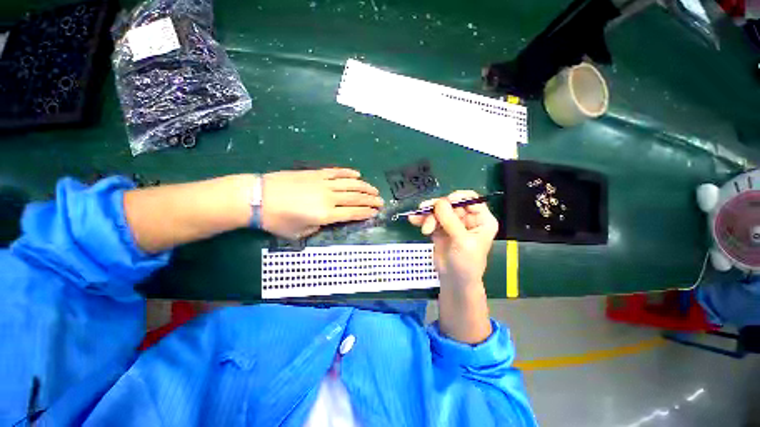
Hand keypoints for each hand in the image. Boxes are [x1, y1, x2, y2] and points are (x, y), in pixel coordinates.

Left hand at [262, 168, 383, 238]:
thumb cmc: (277, 220)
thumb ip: (318, 227)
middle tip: (381, 201)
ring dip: (365, 186)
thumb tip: (326, 220)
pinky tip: (357, 174)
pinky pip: (337, 172)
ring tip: (374, 189)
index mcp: (326, 214)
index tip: (376, 212)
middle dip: (371, 200)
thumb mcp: (299, 233)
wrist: (257, 197)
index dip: (366, 213)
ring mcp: (323, 183)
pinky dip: (348, 173)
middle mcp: (329, 198)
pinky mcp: (316, 174)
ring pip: (350, 184)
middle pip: (356, 197)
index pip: (353, 213)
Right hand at [409, 191, 497, 288]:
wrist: (454, 281)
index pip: (471, 199)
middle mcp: (467, 219)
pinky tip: (413, 220)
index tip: (444, 202)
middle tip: (425, 212)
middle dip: (437, 209)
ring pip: (438, 211)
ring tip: (423, 227)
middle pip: (451, 204)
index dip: (458, 197)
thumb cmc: (466, 263)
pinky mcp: (440, 229)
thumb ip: (450, 221)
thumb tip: (438, 202)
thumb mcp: (462, 241)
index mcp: (481, 220)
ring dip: (428, 215)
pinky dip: (422, 219)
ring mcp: (452, 223)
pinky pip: (430, 219)